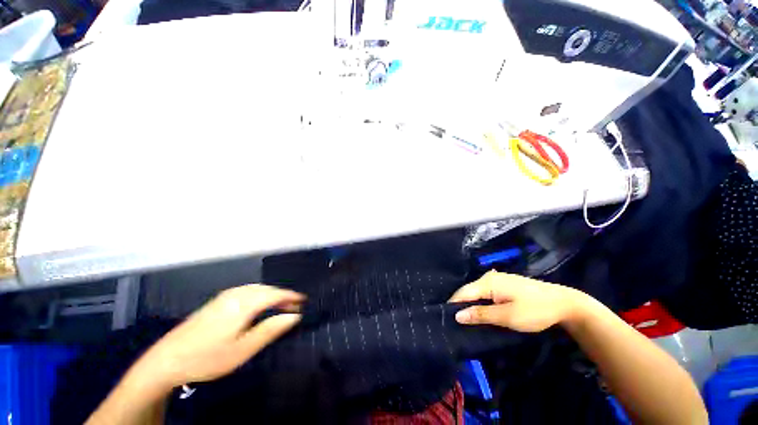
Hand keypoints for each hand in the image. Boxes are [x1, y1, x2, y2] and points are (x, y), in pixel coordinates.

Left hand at [135, 284, 304, 388]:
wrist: (166, 360)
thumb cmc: (208, 357)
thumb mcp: (243, 349)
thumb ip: (270, 329)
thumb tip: (294, 316)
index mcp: (244, 303)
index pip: (275, 294)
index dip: (291, 296)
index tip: (304, 300)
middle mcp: (236, 294)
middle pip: (266, 289)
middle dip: (282, 296)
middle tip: (294, 306)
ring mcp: (224, 296)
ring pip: (256, 289)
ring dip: (271, 295)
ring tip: (280, 306)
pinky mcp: (217, 301)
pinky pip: (246, 291)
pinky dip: (259, 295)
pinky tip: (259, 305)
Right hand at [448, 270, 583, 331]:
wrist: (564, 303)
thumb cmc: (535, 310)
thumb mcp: (507, 316)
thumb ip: (481, 315)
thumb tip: (457, 316)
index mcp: (487, 282)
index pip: (463, 293)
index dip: (453, 305)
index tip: (446, 320)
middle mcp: (489, 277)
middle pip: (468, 291)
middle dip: (462, 305)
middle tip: (457, 324)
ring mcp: (497, 279)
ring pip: (476, 292)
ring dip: (471, 305)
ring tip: (466, 320)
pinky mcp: (503, 284)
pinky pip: (485, 292)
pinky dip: (481, 302)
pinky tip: (481, 312)